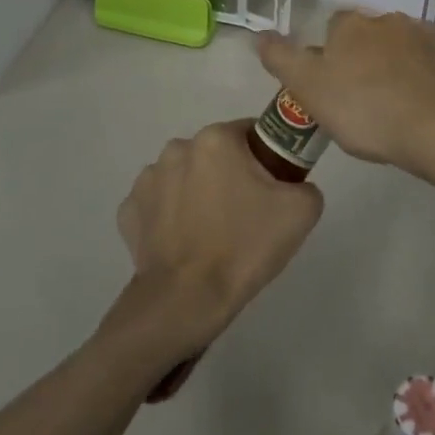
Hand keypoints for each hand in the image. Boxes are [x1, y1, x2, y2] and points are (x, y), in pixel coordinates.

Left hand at [110, 121, 323, 361]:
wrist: (187, 300)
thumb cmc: (245, 246)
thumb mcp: (302, 210)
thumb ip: (305, 183)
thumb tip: (293, 185)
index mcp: (216, 139)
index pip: (250, 133)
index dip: (266, 158)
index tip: (273, 189)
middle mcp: (177, 149)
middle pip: (216, 155)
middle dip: (231, 176)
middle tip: (247, 215)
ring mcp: (147, 180)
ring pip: (185, 178)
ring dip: (198, 194)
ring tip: (213, 234)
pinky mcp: (129, 212)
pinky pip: (159, 206)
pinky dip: (171, 218)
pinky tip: (184, 244)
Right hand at [256, 10, 434, 181]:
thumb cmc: (364, 108)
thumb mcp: (308, 88)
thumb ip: (281, 59)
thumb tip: (259, 34)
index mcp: (352, 25)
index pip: (333, 26)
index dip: (328, 53)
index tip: (328, 83)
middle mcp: (389, 21)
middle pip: (368, 36)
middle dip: (362, 59)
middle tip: (357, 99)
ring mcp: (425, 40)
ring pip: (401, 50)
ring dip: (394, 68)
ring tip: (389, 107)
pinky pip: (430, 70)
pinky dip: (423, 83)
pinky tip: (419, 110)